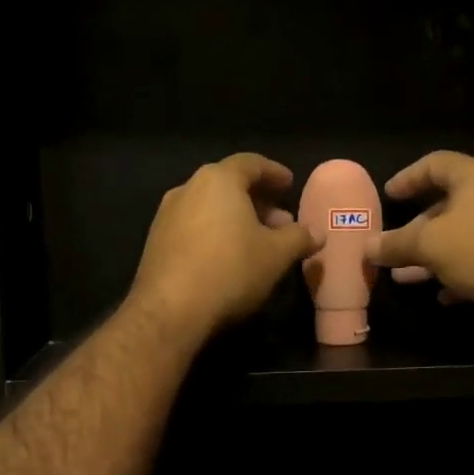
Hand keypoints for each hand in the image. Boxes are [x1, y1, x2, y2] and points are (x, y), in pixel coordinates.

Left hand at [130, 152, 315, 340]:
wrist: (170, 311)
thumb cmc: (230, 270)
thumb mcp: (276, 255)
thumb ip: (299, 238)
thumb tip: (316, 233)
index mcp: (218, 180)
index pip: (251, 163)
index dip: (274, 173)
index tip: (290, 184)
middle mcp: (188, 189)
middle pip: (229, 185)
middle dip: (258, 201)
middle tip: (281, 222)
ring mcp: (167, 215)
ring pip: (210, 207)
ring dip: (237, 220)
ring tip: (259, 242)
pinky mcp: (157, 242)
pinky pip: (195, 227)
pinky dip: (216, 233)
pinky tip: (230, 258)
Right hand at [369, 151, 473, 333]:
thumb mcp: (430, 245)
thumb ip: (396, 244)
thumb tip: (367, 246)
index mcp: (473, 178)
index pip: (434, 164)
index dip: (408, 177)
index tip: (388, 195)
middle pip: (446, 205)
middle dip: (415, 228)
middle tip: (391, 245)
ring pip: (460, 237)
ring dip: (431, 257)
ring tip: (403, 277)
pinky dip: (457, 275)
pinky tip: (442, 296)